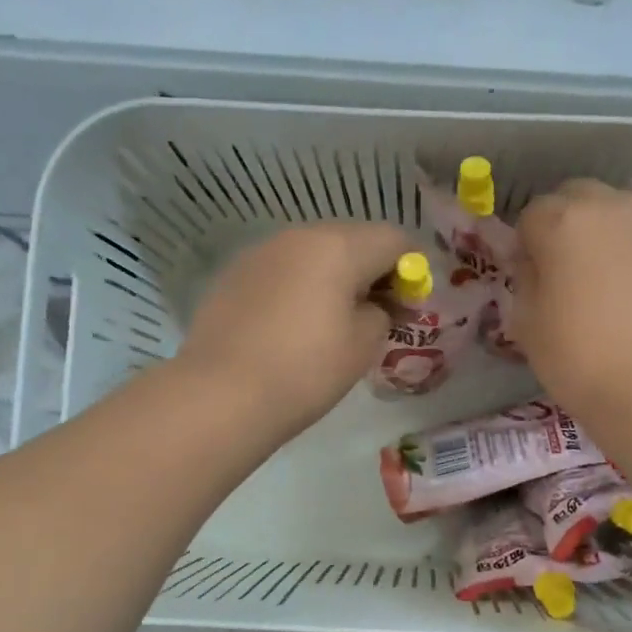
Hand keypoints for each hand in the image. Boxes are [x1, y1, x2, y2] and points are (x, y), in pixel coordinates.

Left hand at [181, 222, 409, 437]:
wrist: (221, 395)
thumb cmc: (305, 370)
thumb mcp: (363, 346)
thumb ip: (381, 314)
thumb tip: (373, 305)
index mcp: (338, 246)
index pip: (393, 239)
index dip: (410, 269)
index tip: (407, 306)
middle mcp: (298, 236)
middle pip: (351, 240)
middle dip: (371, 270)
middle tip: (375, 313)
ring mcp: (261, 252)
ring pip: (313, 253)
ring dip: (332, 276)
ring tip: (331, 321)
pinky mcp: (234, 274)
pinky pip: (282, 270)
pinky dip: (298, 286)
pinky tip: (292, 325)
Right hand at [513, 179, 631, 423]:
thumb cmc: (580, 359)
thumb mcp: (527, 324)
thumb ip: (526, 279)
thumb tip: (537, 263)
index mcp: (563, 221)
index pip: (532, 214)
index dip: (529, 245)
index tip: (534, 277)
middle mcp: (613, 203)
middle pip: (579, 198)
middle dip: (570, 225)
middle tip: (574, 272)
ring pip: (624, 207)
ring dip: (612, 230)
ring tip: (617, 276)